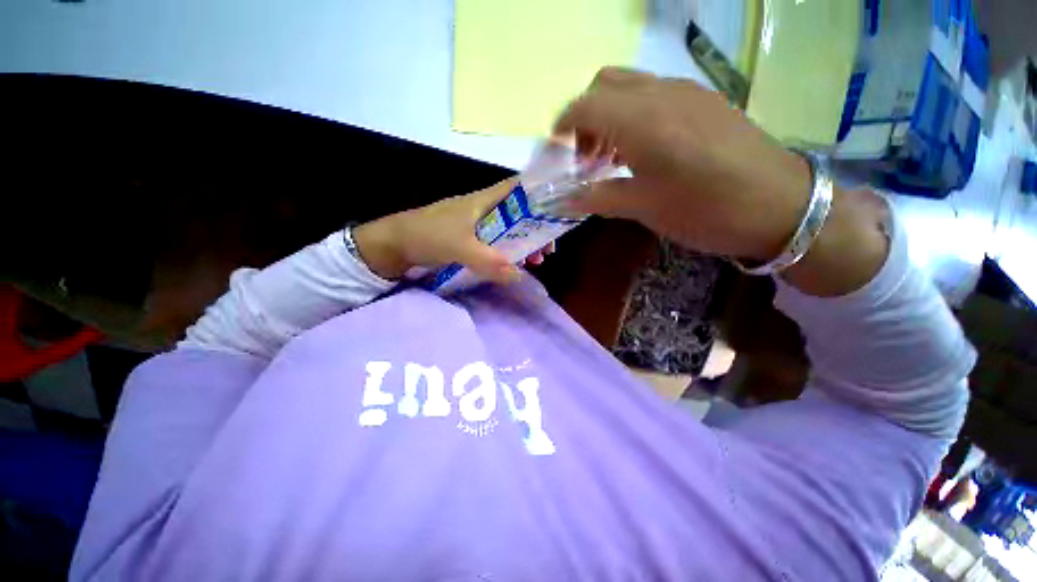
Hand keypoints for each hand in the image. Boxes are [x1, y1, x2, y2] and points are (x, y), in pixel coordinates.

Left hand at [352, 179, 552, 281]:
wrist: (395, 244)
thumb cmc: (427, 235)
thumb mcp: (460, 247)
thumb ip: (488, 261)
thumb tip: (519, 274)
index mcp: (484, 200)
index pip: (518, 187)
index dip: (539, 193)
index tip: (558, 210)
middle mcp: (484, 209)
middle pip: (519, 212)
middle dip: (537, 228)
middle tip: (548, 248)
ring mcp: (478, 224)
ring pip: (510, 229)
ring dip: (524, 243)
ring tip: (537, 259)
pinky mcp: (471, 238)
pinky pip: (497, 243)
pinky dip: (509, 252)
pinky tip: (516, 264)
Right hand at [555, 67, 888, 296]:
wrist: (780, 204)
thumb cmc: (704, 209)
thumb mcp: (644, 208)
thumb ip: (598, 198)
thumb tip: (562, 201)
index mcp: (640, 121)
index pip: (584, 106)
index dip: (562, 126)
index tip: (555, 150)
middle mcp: (660, 93)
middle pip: (604, 83)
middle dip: (585, 116)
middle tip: (586, 156)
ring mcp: (686, 91)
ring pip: (630, 85)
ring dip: (609, 114)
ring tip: (611, 155)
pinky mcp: (705, 99)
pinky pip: (656, 93)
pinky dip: (634, 113)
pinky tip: (643, 148)